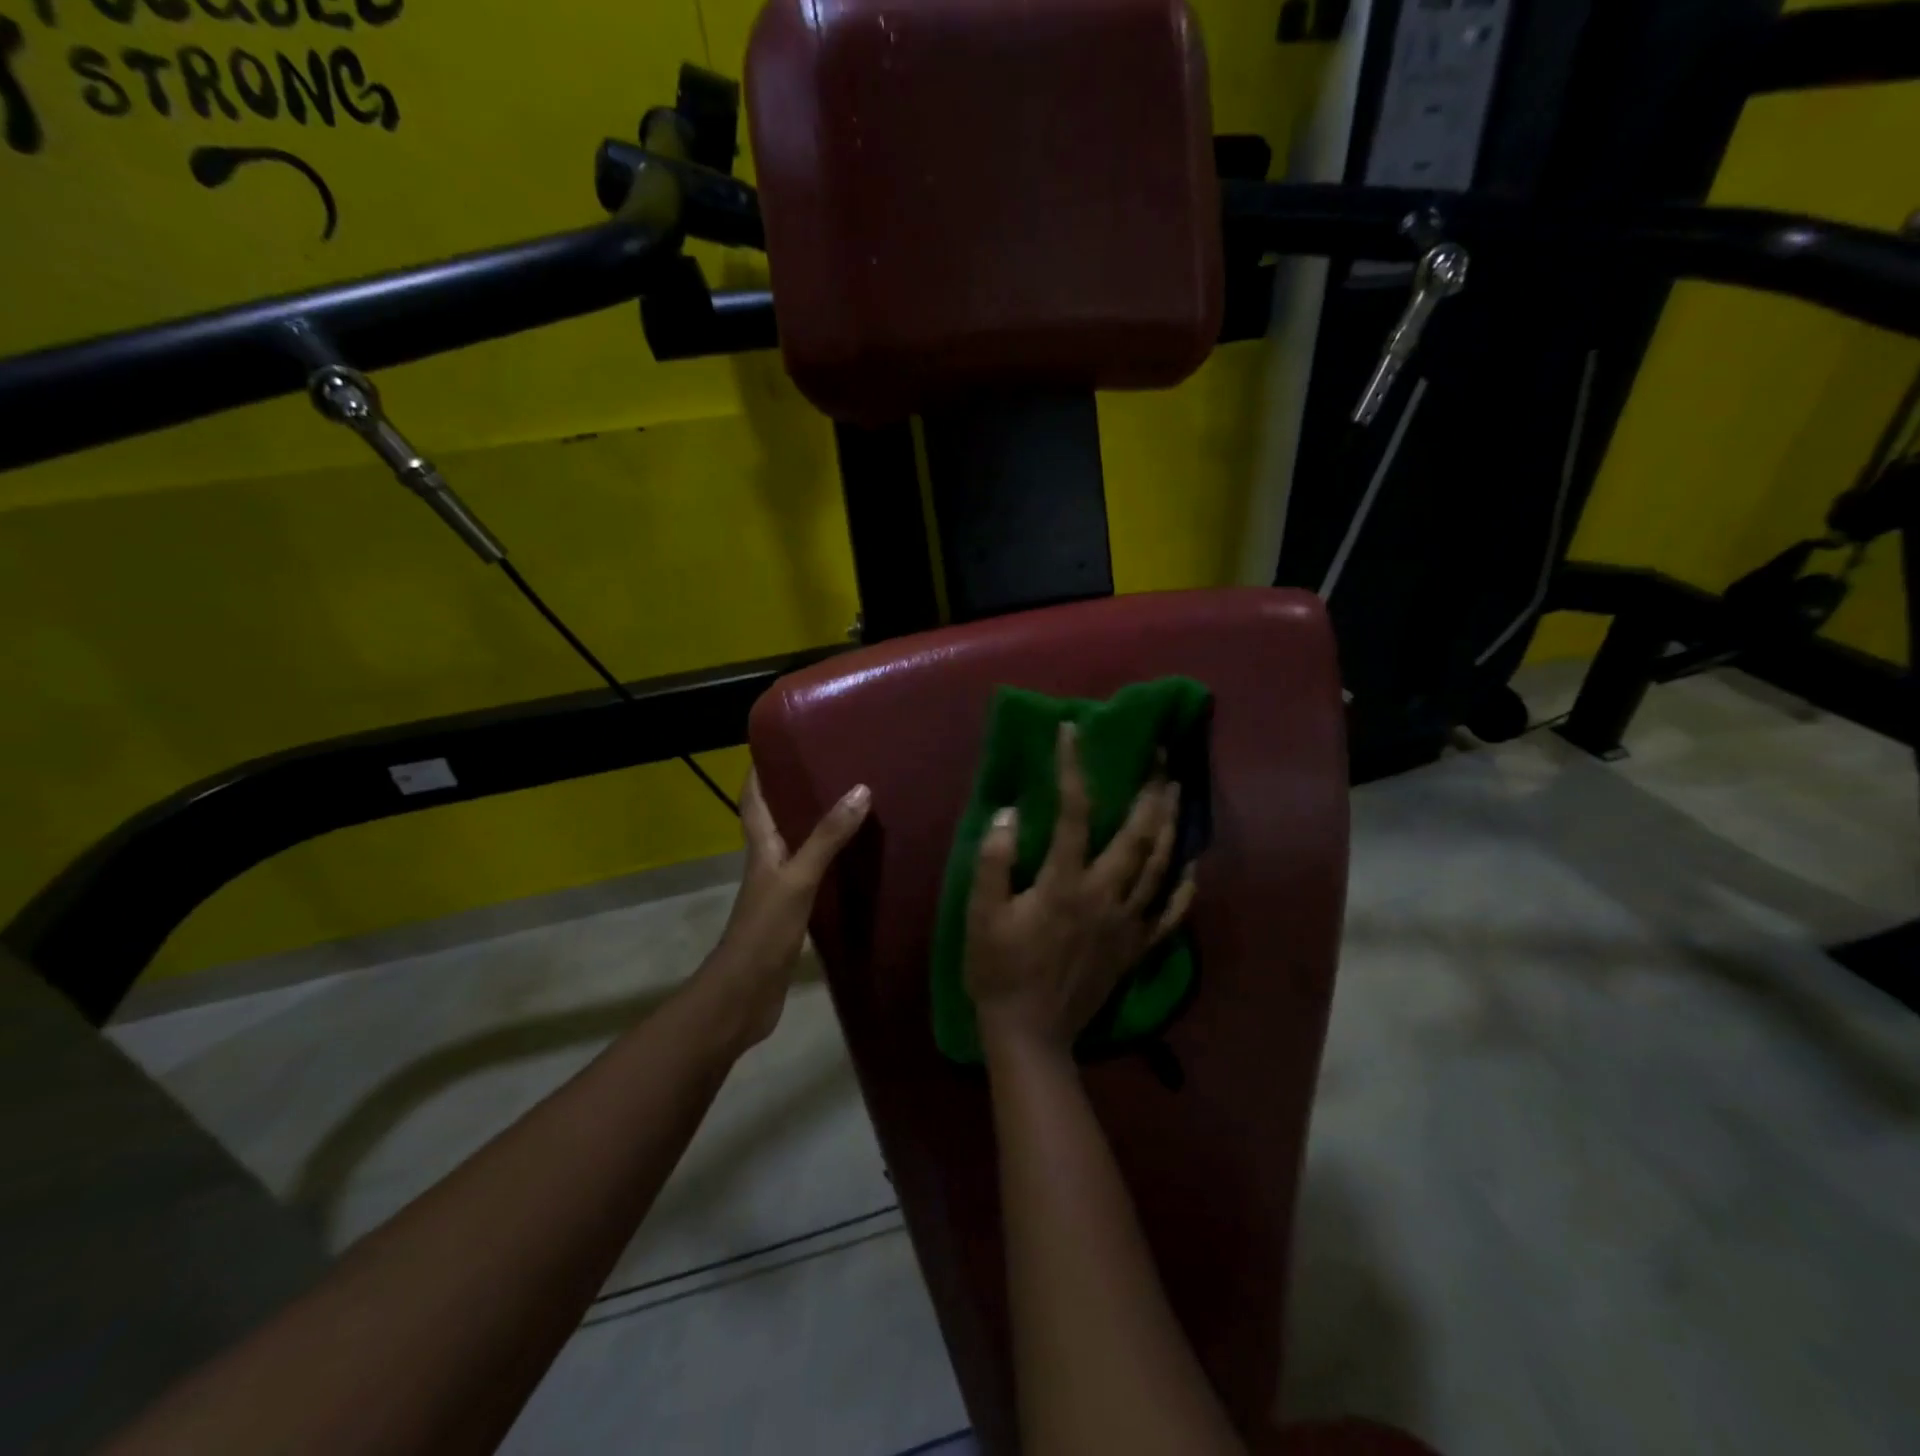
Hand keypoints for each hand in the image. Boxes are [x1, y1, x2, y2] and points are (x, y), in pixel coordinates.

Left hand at [698, 770, 870, 1051]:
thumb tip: (860, 790)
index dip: (760, 770)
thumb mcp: (799, 878)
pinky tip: (854, 862)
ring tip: (850, 805)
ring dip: (816, 827)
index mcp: (761, 847)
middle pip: (777, 818)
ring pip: (797, 846)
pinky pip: (813, 876)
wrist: (745, 995)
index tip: (780, 743)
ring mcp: (779, 889)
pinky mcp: (793, 913)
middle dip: (796, 792)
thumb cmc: (765, 930)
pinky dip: (830, 862)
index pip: (754, 799)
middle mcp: (767, 862)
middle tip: (832, 768)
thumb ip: (827, 838)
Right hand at [965, 723, 1196, 1061]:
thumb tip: (1011, 812)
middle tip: (1161, 754)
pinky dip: (1186, 886)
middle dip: (1151, 789)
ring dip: (1172, 824)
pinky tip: (1193, 863)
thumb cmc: (999, 971)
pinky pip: (1172, 913)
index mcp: (1065, 884)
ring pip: (1161, 865)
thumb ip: (995, 862)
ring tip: (1178, 790)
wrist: (1030, 1034)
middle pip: (1138, 834)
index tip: (1072, 731)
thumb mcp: (982, 915)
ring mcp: (1128, 923)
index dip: (1074, 768)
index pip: (1075, 813)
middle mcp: (1106, 896)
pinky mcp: (1137, 947)